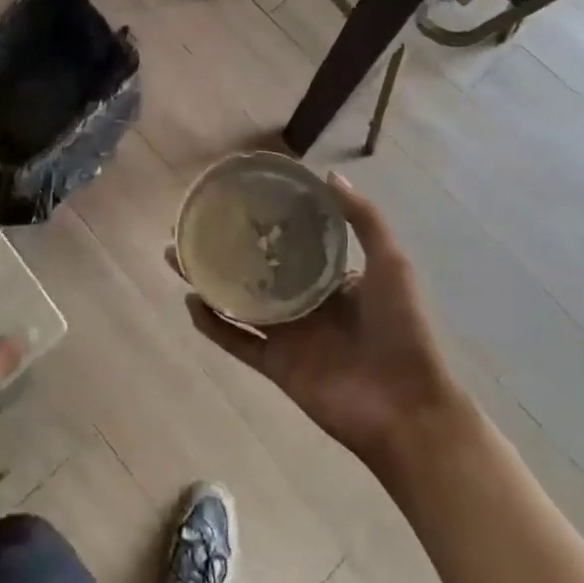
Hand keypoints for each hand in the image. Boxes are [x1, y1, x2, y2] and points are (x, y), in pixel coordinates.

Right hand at [184, 173, 467, 474]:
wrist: (407, 408)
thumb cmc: (402, 329)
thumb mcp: (391, 263)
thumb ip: (363, 218)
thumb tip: (326, 174)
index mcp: (331, 278)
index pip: (290, 241)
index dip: (263, 221)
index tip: (234, 197)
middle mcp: (304, 301)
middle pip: (254, 268)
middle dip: (225, 246)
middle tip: (191, 224)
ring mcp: (287, 335)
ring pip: (237, 301)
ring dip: (208, 280)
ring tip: (176, 255)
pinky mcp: (274, 365)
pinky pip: (236, 341)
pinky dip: (212, 325)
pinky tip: (191, 302)